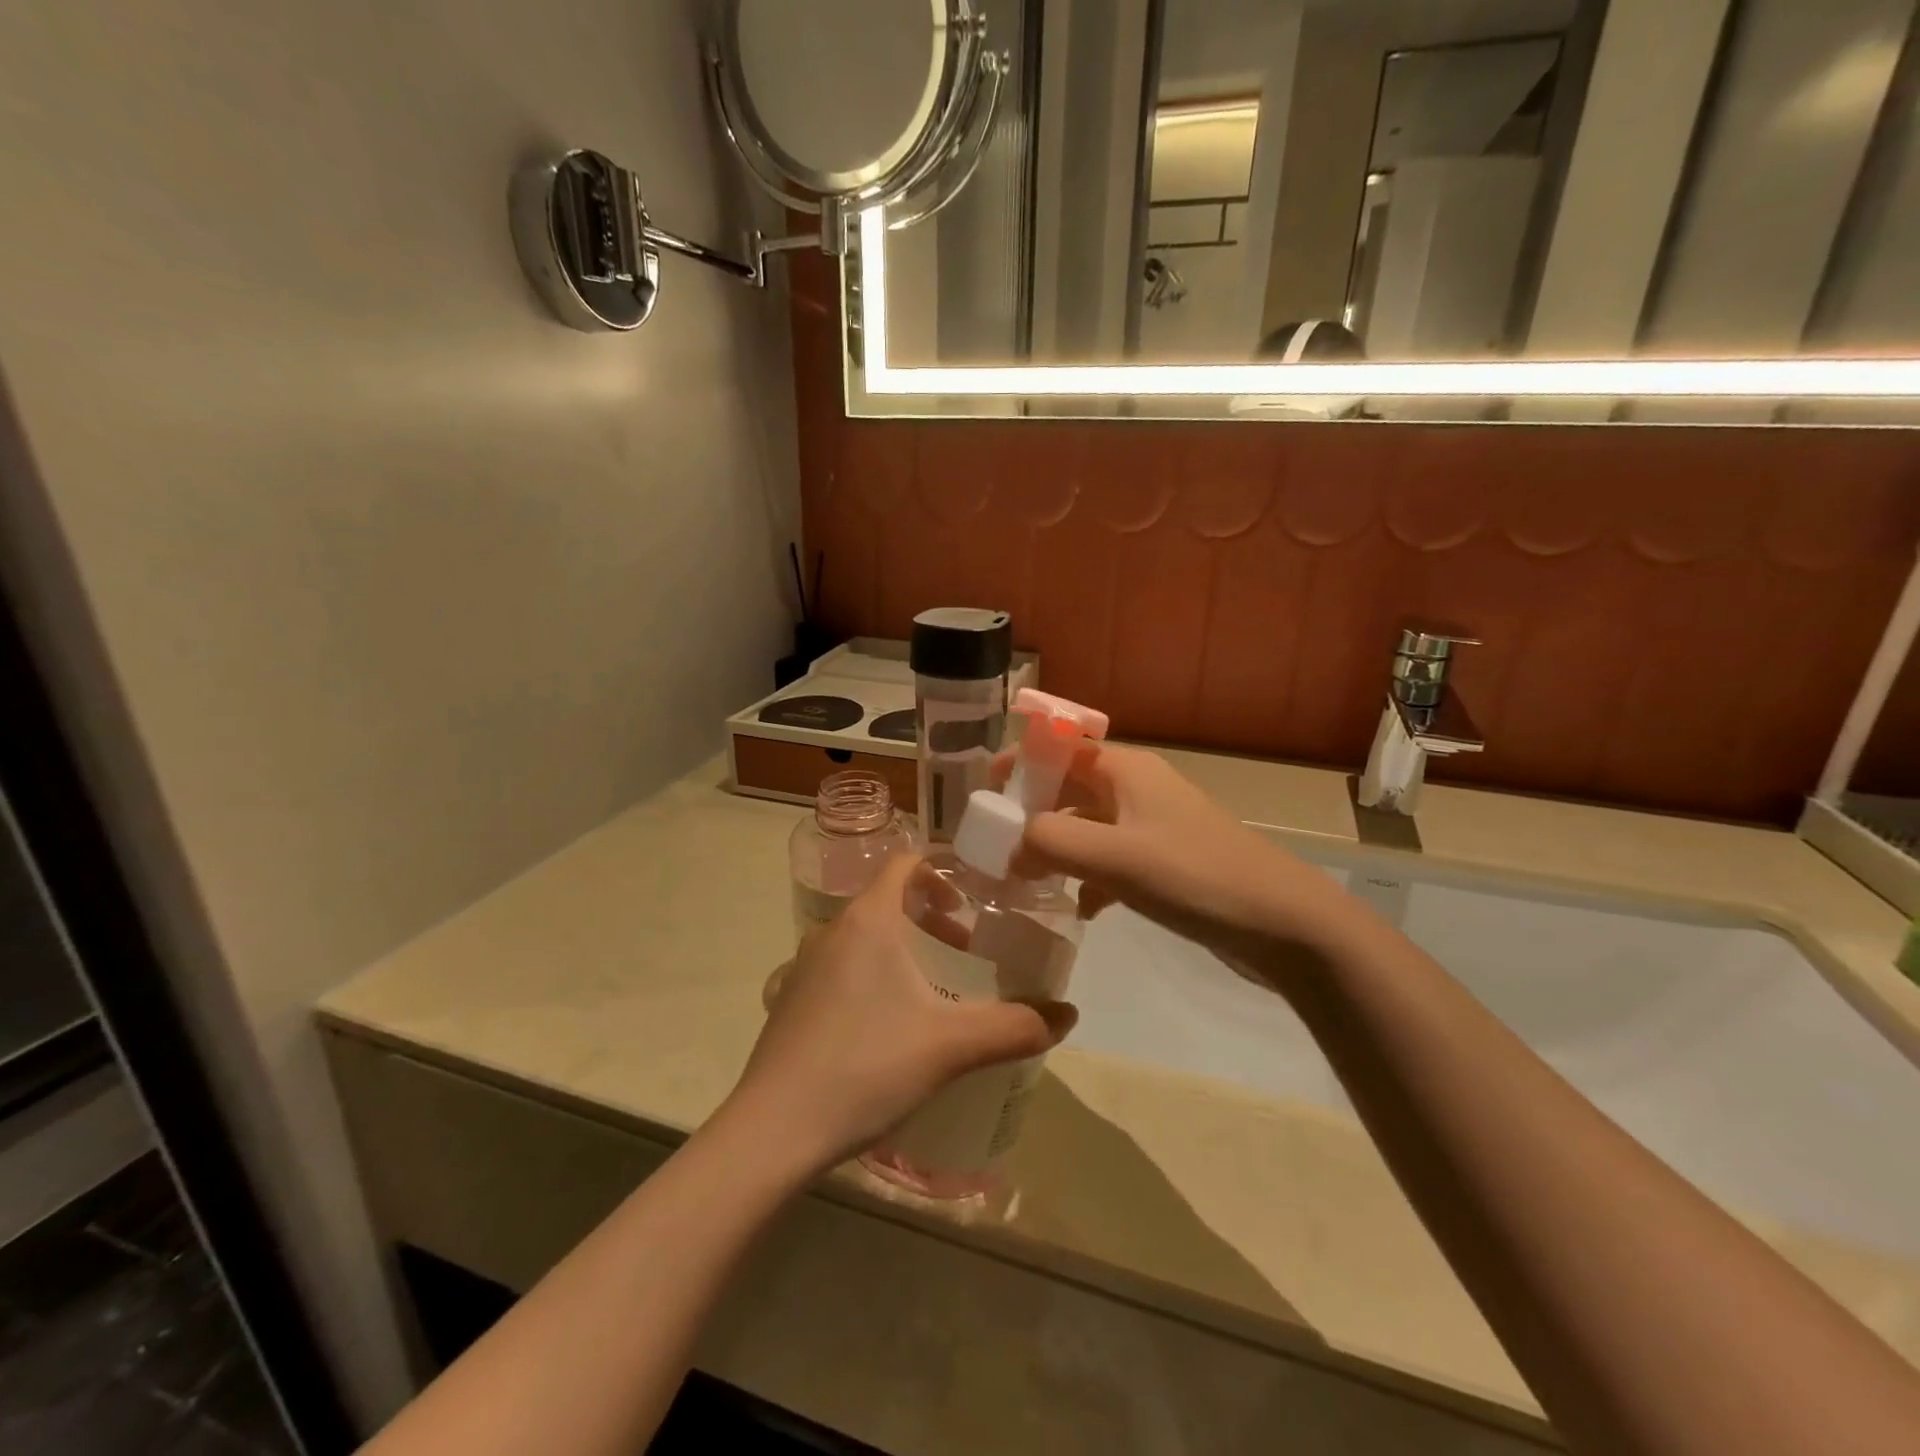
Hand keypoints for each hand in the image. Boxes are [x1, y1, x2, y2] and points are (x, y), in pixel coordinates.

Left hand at [726, 854, 1075, 1178]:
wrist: (773, 1131)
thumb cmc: (866, 1067)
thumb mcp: (951, 1046)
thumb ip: (1015, 1026)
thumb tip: (1069, 1016)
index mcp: (868, 919)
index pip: (906, 862)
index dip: (943, 867)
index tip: (977, 892)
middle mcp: (832, 930)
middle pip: (888, 899)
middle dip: (932, 915)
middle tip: (968, 947)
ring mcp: (804, 966)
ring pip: (864, 936)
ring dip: (903, 947)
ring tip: (936, 987)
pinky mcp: (790, 1001)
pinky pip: (842, 966)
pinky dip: (874, 973)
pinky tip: (891, 1025)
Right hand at [1011, 743, 1364, 974]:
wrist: (1284, 924)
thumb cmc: (1196, 876)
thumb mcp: (1115, 856)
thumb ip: (1051, 843)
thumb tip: (1009, 848)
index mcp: (1125, 770)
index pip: (1060, 747)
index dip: (1020, 762)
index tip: (983, 793)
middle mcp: (1136, 789)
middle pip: (1069, 788)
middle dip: (1031, 814)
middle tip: (994, 846)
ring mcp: (1152, 827)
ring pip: (1087, 827)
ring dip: (1056, 849)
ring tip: (1022, 880)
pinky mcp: (1164, 863)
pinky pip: (1110, 859)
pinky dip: (1088, 877)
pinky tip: (1080, 908)